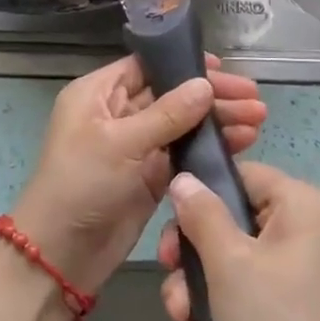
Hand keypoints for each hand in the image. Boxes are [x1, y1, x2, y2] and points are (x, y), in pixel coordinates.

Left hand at [11, 54, 265, 293]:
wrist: (60, 255)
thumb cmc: (81, 185)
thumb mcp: (121, 143)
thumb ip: (167, 114)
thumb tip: (205, 85)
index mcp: (99, 94)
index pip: (147, 66)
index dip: (185, 65)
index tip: (224, 69)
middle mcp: (117, 113)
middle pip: (171, 94)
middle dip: (211, 96)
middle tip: (254, 99)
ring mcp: (135, 146)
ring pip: (182, 125)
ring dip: (217, 122)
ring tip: (259, 120)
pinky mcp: (149, 176)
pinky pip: (184, 153)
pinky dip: (210, 148)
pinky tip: (242, 144)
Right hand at [159, 162, 319, 320]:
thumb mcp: (229, 264)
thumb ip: (202, 215)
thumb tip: (184, 179)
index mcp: (301, 204)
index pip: (241, 174)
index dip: (201, 196)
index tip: (171, 232)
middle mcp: (306, 230)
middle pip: (232, 221)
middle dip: (193, 258)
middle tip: (172, 286)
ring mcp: (303, 272)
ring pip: (235, 261)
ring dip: (200, 291)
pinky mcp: (298, 309)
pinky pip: (251, 292)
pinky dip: (222, 312)